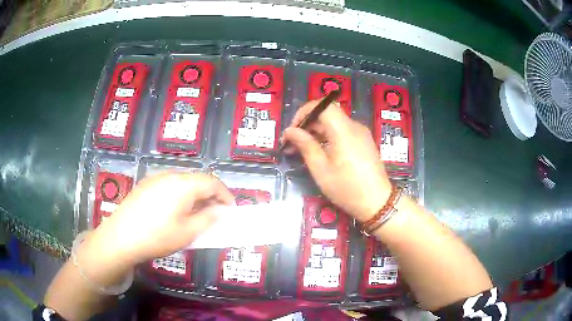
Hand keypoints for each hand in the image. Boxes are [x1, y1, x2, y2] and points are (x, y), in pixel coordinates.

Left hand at [89, 172, 234, 265]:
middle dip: (210, 195)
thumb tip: (221, 210)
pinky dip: (180, 195)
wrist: (121, 237)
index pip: (213, 182)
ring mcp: (155, 178)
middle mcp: (170, 175)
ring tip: (195, 214)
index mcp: (183, 184)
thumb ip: (209, 219)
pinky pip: (169, 185)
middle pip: (197, 180)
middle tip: (215, 214)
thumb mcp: (188, 232)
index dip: (225, 195)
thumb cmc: (158, 236)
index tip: (231, 210)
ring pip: (183, 182)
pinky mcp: (145, 185)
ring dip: (195, 195)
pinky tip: (174, 211)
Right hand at [282, 100, 391, 221]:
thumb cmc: (347, 188)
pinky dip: (328, 137)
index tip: (293, 129)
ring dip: (316, 132)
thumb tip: (290, 131)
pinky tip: (320, 153)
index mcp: (344, 130)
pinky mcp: (364, 142)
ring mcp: (361, 134)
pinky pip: (342, 132)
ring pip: (334, 123)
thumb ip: (305, 145)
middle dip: (307, 125)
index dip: (304, 112)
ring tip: (302, 150)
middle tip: (292, 143)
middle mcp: (354, 126)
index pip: (322, 105)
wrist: (377, 203)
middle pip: (327, 114)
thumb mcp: (321, 169)